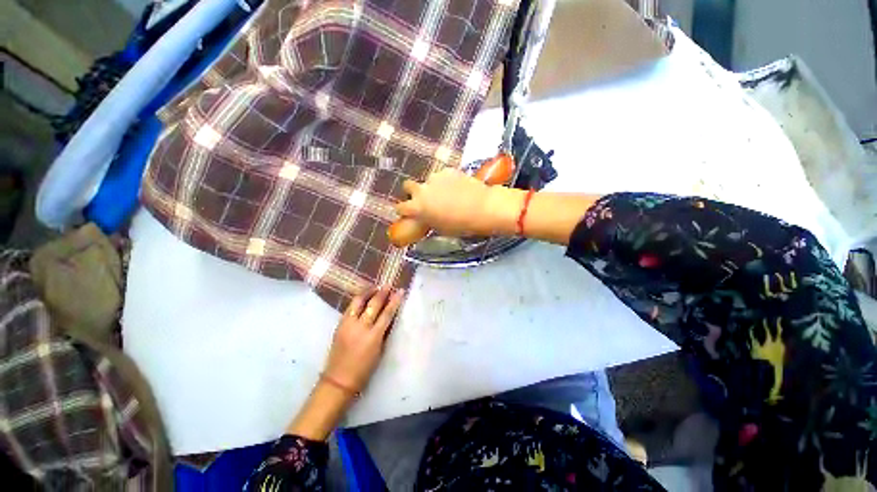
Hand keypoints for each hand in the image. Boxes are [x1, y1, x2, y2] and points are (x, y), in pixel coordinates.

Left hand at [322, 287, 405, 393]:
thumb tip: (389, 316)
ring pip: (358, 302)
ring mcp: (348, 325)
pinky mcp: (339, 325)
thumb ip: (384, 331)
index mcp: (373, 336)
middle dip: (382, 293)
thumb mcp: (379, 350)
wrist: (338, 379)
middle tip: (388, 285)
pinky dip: (358, 300)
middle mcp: (360, 327)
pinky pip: (350, 308)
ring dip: (368, 292)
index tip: (400, 291)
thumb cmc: (364, 369)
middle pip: (373, 305)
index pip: (387, 313)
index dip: (394, 301)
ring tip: (375, 287)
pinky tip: (363, 297)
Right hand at [395, 168, 505, 236]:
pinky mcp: (448, 171)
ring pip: (427, 181)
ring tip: (446, 194)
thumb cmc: (461, 225)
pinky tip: (457, 188)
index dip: (404, 211)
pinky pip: (441, 176)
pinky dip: (445, 182)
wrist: (483, 208)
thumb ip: (428, 221)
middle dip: (412, 192)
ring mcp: (435, 178)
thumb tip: (425, 219)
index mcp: (417, 207)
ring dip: (431, 187)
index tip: (408, 213)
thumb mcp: (440, 229)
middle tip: (424, 200)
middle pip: (407, 186)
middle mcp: (422, 190)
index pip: (400, 207)